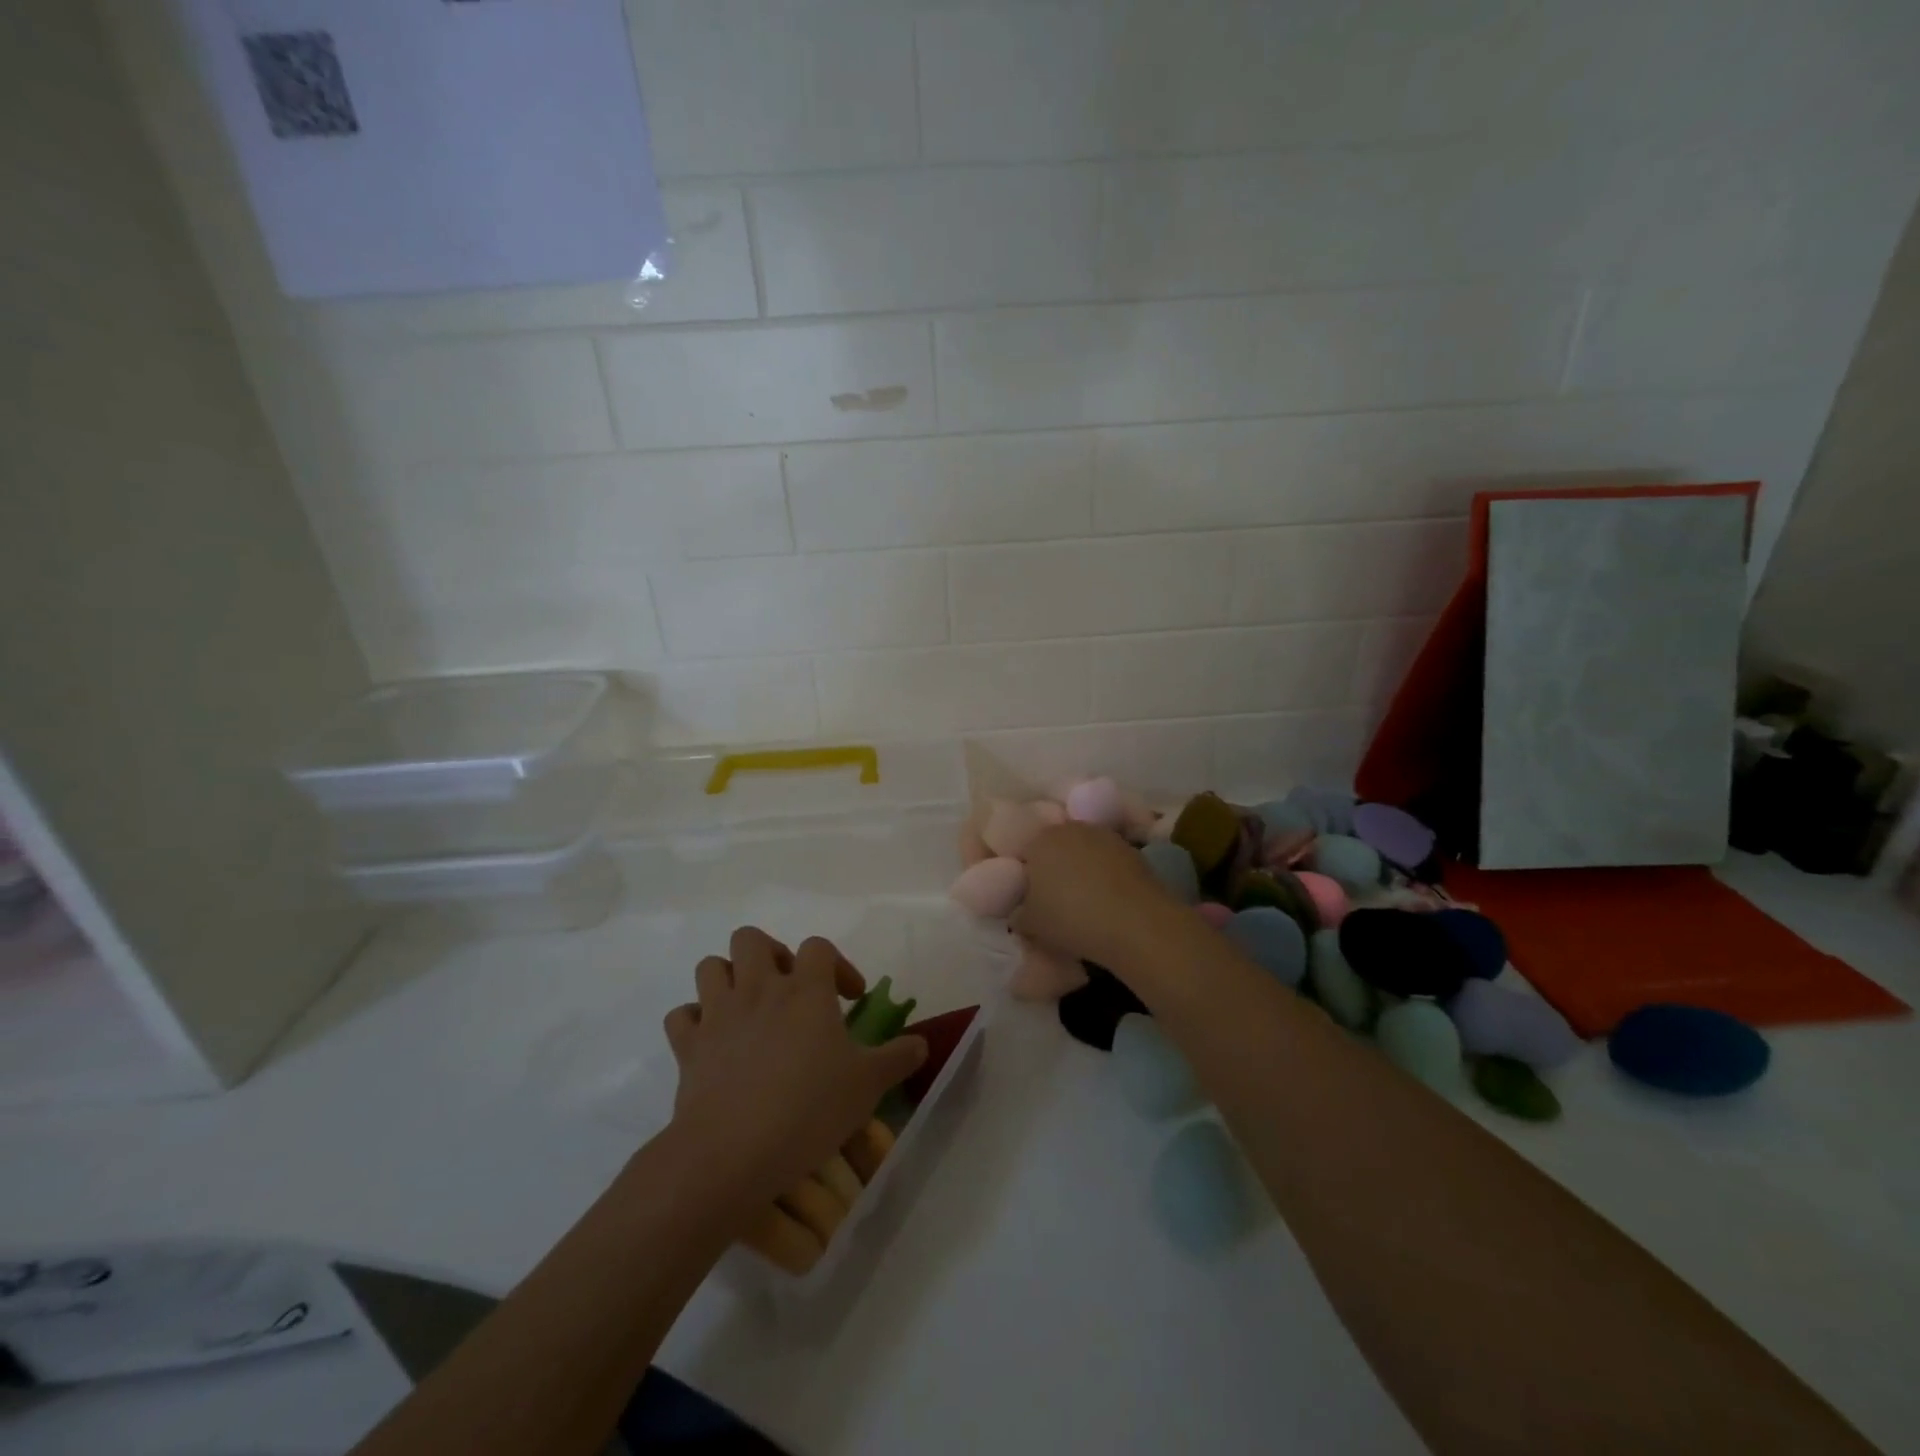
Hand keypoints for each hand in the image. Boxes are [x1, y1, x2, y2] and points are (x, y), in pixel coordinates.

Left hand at [662, 928, 925, 1210]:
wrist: (731, 1153)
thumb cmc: (808, 1110)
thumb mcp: (867, 1086)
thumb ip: (898, 1059)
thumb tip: (922, 1044)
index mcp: (805, 991)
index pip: (818, 947)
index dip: (837, 964)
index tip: (849, 998)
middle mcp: (759, 989)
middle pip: (752, 939)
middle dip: (770, 954)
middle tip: (789, 988)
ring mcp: (718, 1014)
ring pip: (710, 966)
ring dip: (728, 978)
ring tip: (748, 1007)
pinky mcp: (688, 1046)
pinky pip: (681, 1016)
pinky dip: (694, 1021)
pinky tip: (712, 1041)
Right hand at [1015, 821, 1178, 966]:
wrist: (1134, 923)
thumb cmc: (1071, 919)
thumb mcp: (1030, 925)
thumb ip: (1019, 913)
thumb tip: (1021, 911)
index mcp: (1040, 840)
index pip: (1025, 852)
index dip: (1027, 876)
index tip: (1031, 899)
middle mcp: (1071, 829)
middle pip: (1057, 847)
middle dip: (1054, 868)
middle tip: (1056, 899)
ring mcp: (1105, 836)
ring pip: (1085, 852)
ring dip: (1083, 870)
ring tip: (1085, 901)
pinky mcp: (1132, 850)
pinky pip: (1109, 863)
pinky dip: (1106, 877)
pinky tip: (1109, 901)